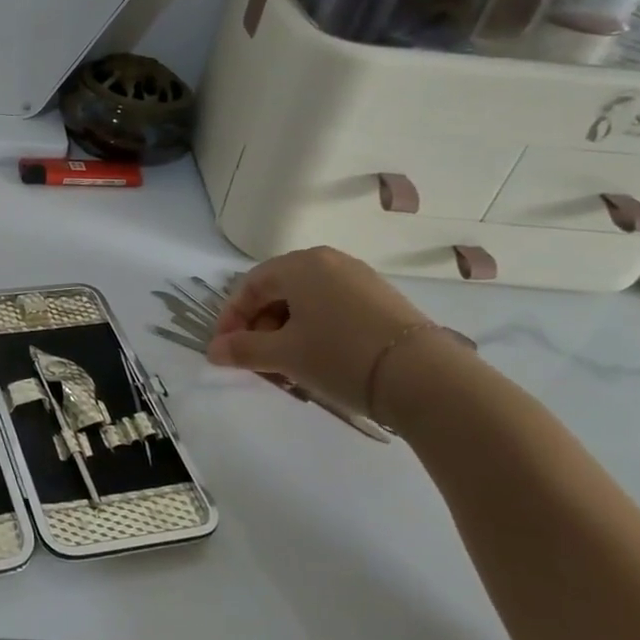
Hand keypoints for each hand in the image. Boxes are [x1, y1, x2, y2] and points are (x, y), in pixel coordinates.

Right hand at [206, 246, 436, 418]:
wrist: (425, 378)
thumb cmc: (340, 356)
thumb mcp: (284, 355)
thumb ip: (243, 349)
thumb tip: (213, 351)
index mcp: (300, 265)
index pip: (249, 286)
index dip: (231, 319)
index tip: (225, 350)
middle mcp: (329, 261)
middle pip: (278, 291)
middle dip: (259, 326)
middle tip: (256, 360)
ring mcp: (360, 278)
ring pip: (306, 301)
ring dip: (286, 331)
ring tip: (286, 365)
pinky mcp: (382, 300)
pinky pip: (333, 308)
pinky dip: (315, 330)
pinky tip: (319, 359)